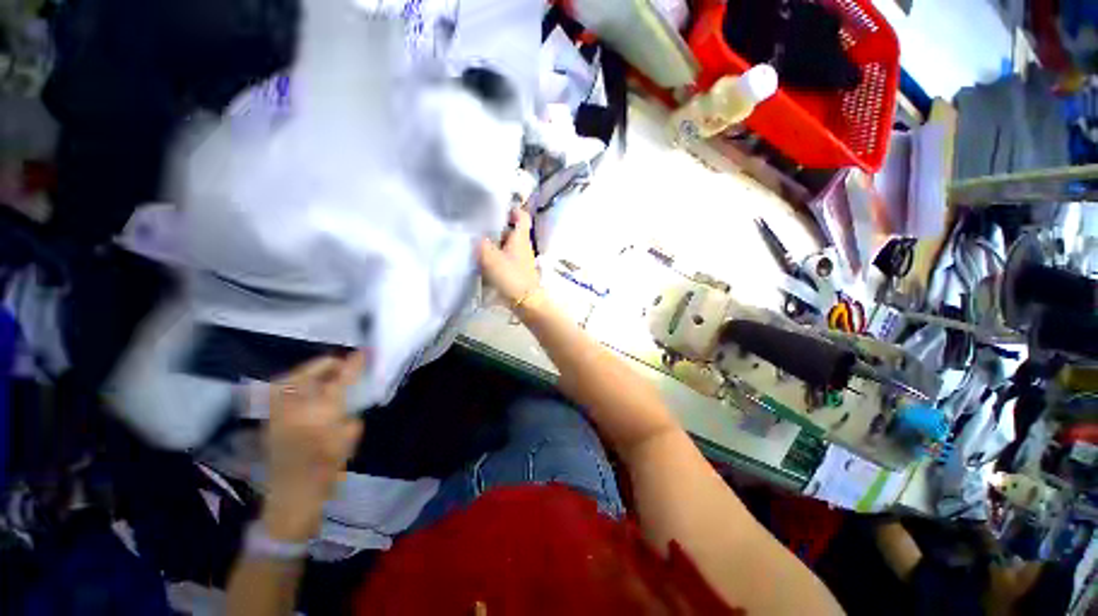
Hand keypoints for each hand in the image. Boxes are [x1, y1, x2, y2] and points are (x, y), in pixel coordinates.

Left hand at [262, 352, 364, 541]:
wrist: (291, 492)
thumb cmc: (327, 468)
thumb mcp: (349, 438)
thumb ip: (351, 413)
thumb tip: (349, 398)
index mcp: (321, 411)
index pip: (341, 377)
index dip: (354, 363)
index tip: (364, 352)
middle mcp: (295, 405)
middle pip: (312, 370)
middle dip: (330, 364)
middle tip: (344, 367)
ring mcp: (277, 409)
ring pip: (294, 376)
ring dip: (313, 372)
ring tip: (327, 376)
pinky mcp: (268, 416)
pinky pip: (282, 389)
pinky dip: (297, 384)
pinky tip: (308, 391)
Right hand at [478, 207, 540, 307]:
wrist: (526, 302)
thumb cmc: (511, 277)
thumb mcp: (491, 258)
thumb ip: (481, 245)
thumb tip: (477, 237)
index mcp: (520, 237)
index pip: (521, 216)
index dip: (512, 209)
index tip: (497, 206)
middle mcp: (523, 245)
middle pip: (511, 230)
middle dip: (497, 226)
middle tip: (479, 225)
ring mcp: (521, 258)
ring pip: (507, 244)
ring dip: (495, 242)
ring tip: (477, 241)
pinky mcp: (517, 270)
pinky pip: (506, 257)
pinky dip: (497, 255)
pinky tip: (483, 259)